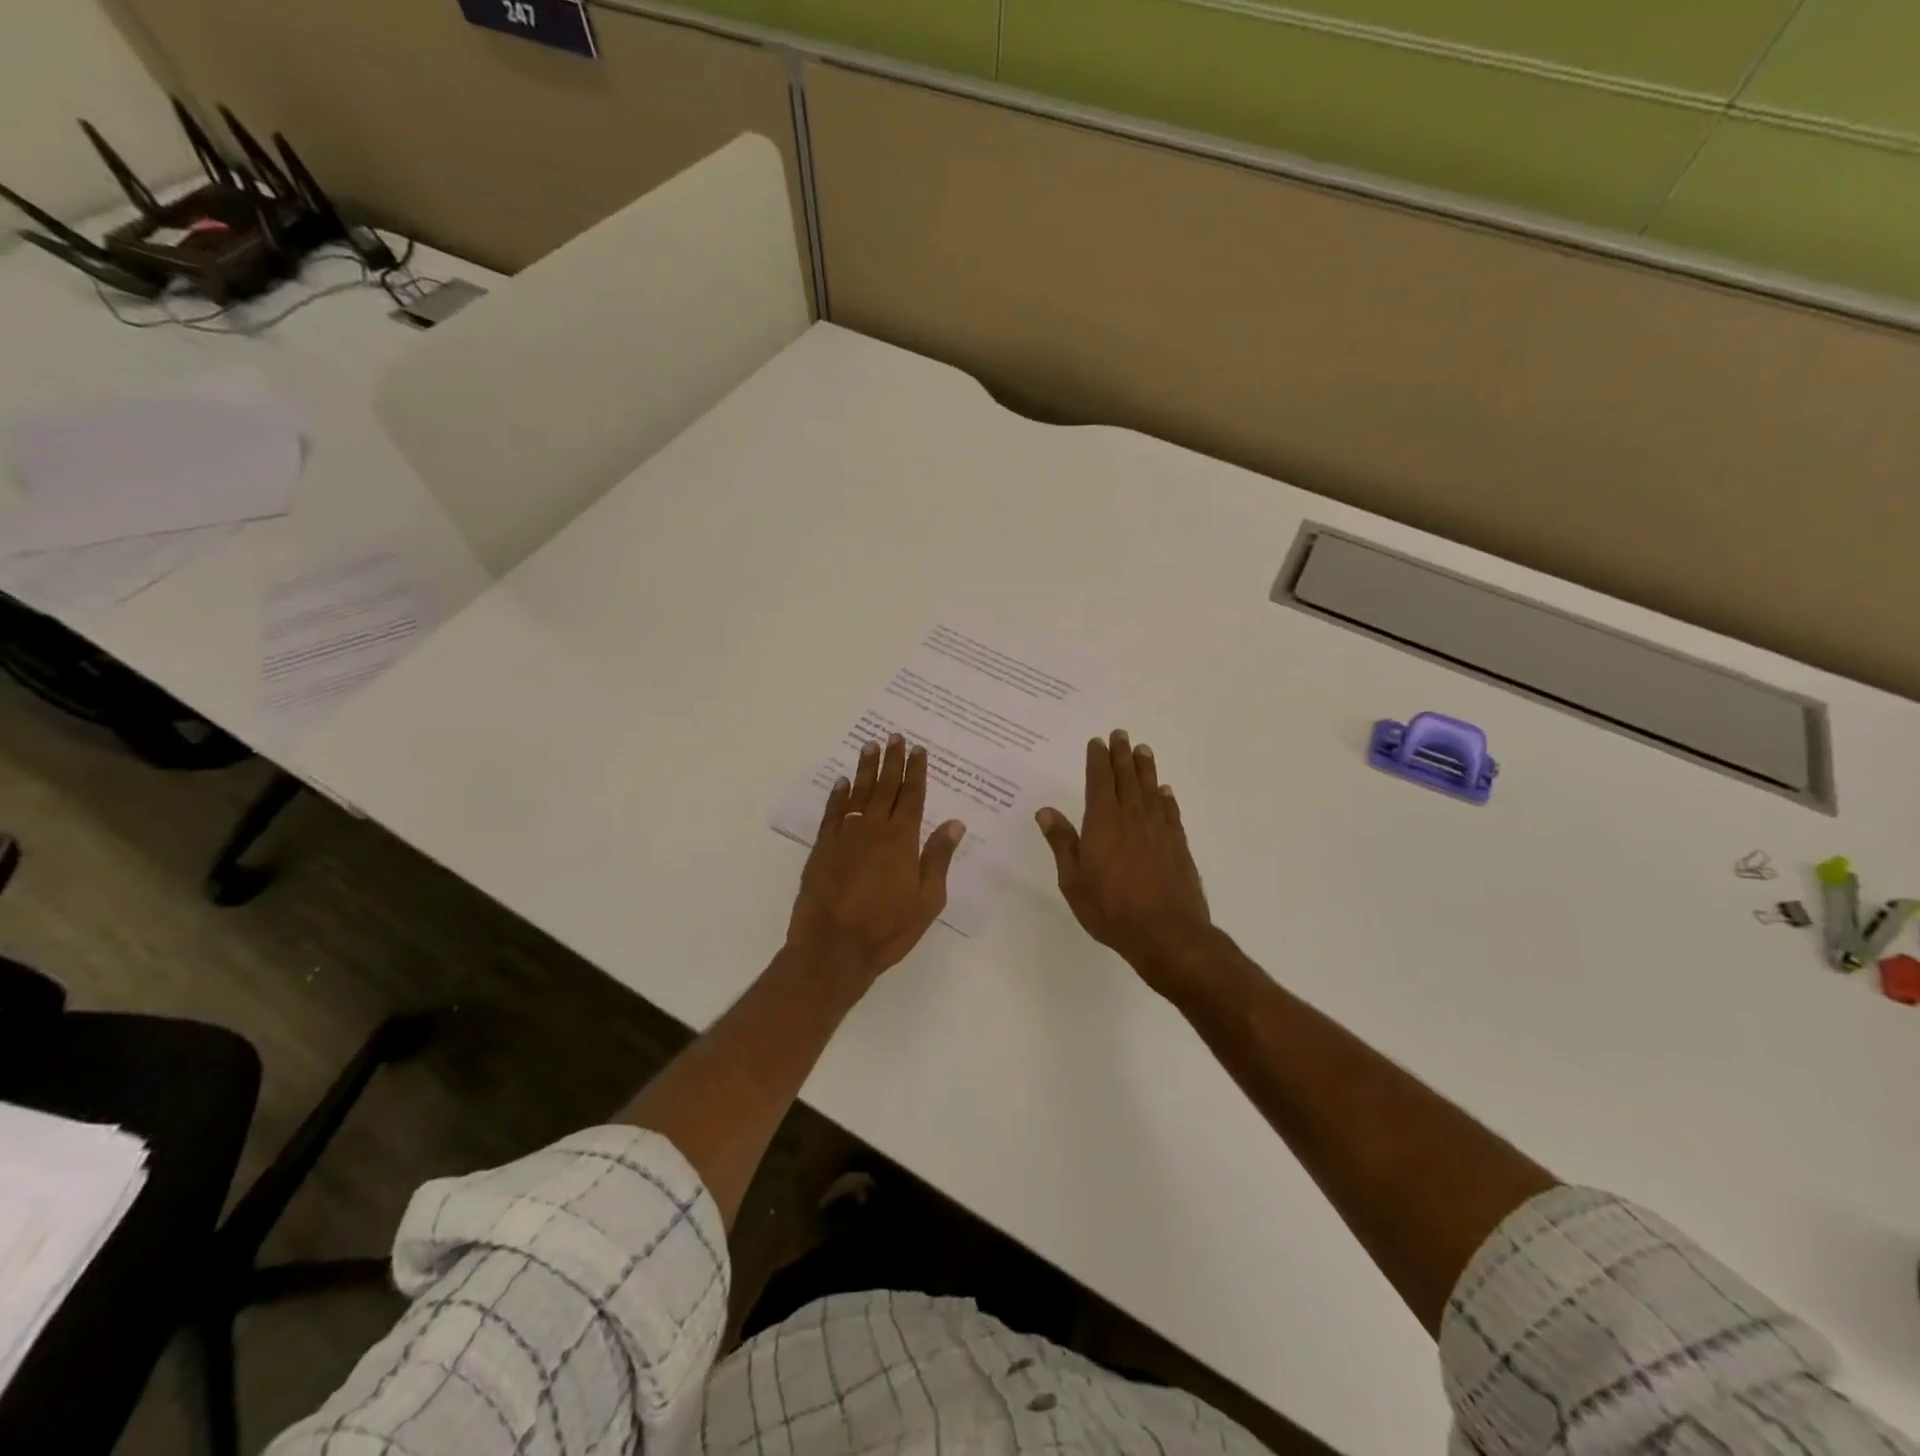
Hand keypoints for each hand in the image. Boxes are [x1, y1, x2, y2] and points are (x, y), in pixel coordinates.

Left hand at [787, 734, 965, 992]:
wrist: (833, 947)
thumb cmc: (887, 929)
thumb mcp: (927, 900)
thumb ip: (938, 858)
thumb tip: (954, 823)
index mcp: (903, 840)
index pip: (912, 796)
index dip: (916, 771)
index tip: (918, 750)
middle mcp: (874, 829)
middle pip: (885, 787)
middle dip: (891, 761)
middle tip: (894, 736)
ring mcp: (845, 836)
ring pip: (858, 793)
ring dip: (865, 769)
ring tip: (869, 746)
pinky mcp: (823, 848)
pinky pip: (832, 813)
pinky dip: (838, 795)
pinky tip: (842, 782)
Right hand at [1037, 730, 1213, 995]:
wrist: (1166, 933)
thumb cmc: (1111, 909)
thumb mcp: (1073, 880)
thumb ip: (1062, 843)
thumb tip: (1046, 811)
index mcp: (1103, 823)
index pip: (1099, 782)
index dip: (1097, 760)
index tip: (1097, 742)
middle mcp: (1132, 818)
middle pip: (1127, 778)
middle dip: (1122, 755)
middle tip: (1121, 734)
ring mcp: (1158, 830)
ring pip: (1150, 790)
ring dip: (1145, 768)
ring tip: (1143, 750)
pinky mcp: (1177, 845)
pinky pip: (1169, 812)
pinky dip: (1165, 797)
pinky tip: (1164, 791)